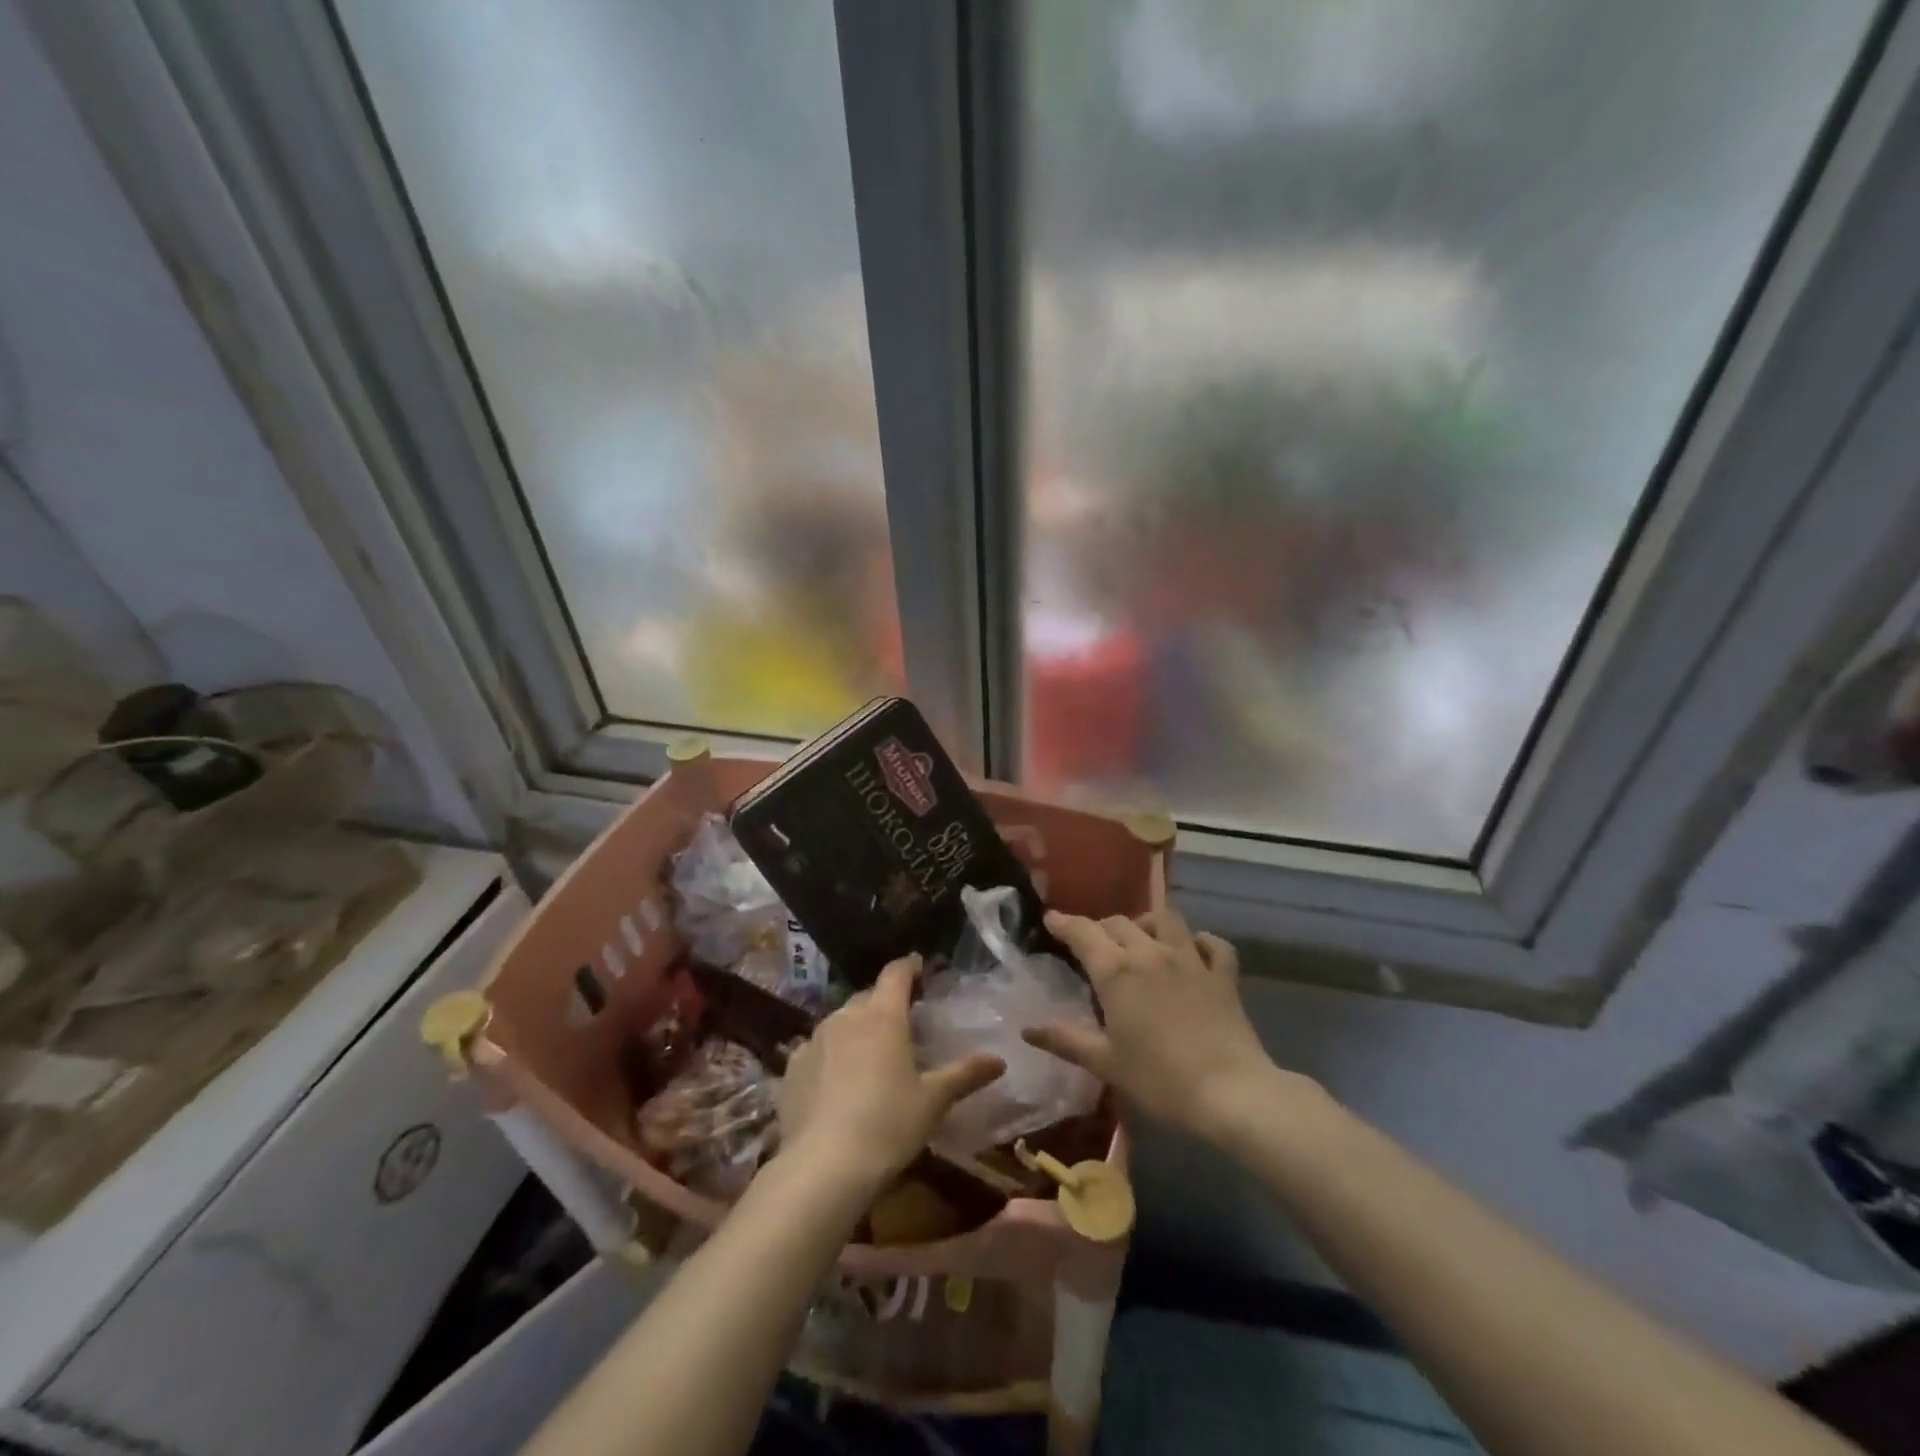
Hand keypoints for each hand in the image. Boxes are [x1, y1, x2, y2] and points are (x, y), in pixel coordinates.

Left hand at [777, 954, 1004, 1195]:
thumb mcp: (933, 1101)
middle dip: (884, 1002)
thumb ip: (964, 1074)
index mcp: (883, 1016)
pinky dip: (830, 1054)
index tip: (918, 965)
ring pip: (840, 1021)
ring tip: (869, 1051)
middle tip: (901, 1020)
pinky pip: (816, 1049)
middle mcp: (846, 1017)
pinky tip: (835, 1080)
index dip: (908, 966)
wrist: (822, 1166)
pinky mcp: (791, 1068)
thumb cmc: (888, 1125)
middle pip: (868, 997)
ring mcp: (814, 1040)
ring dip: (856, 1027)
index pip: (896, 974)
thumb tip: (999, 1060)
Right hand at [1025, 908, 1287, 1139]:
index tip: (1051, 919)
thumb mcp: (1105, 1062)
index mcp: (1117, 971)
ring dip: (1146, 923)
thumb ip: (1065, 1040)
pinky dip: (1199, 941)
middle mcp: (1151, 952)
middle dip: (1101, 928)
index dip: (1064, 923)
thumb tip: (1027, 1029)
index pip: (1083, 933)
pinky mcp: (1223, 974)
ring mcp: (1190, 959)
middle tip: (1092, 945)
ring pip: (1165, 919)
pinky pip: (1211, 943)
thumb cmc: (1159, 1080)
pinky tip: (1192, 951)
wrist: (1230, 1093)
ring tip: (1140, 938)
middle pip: (1120, 923)